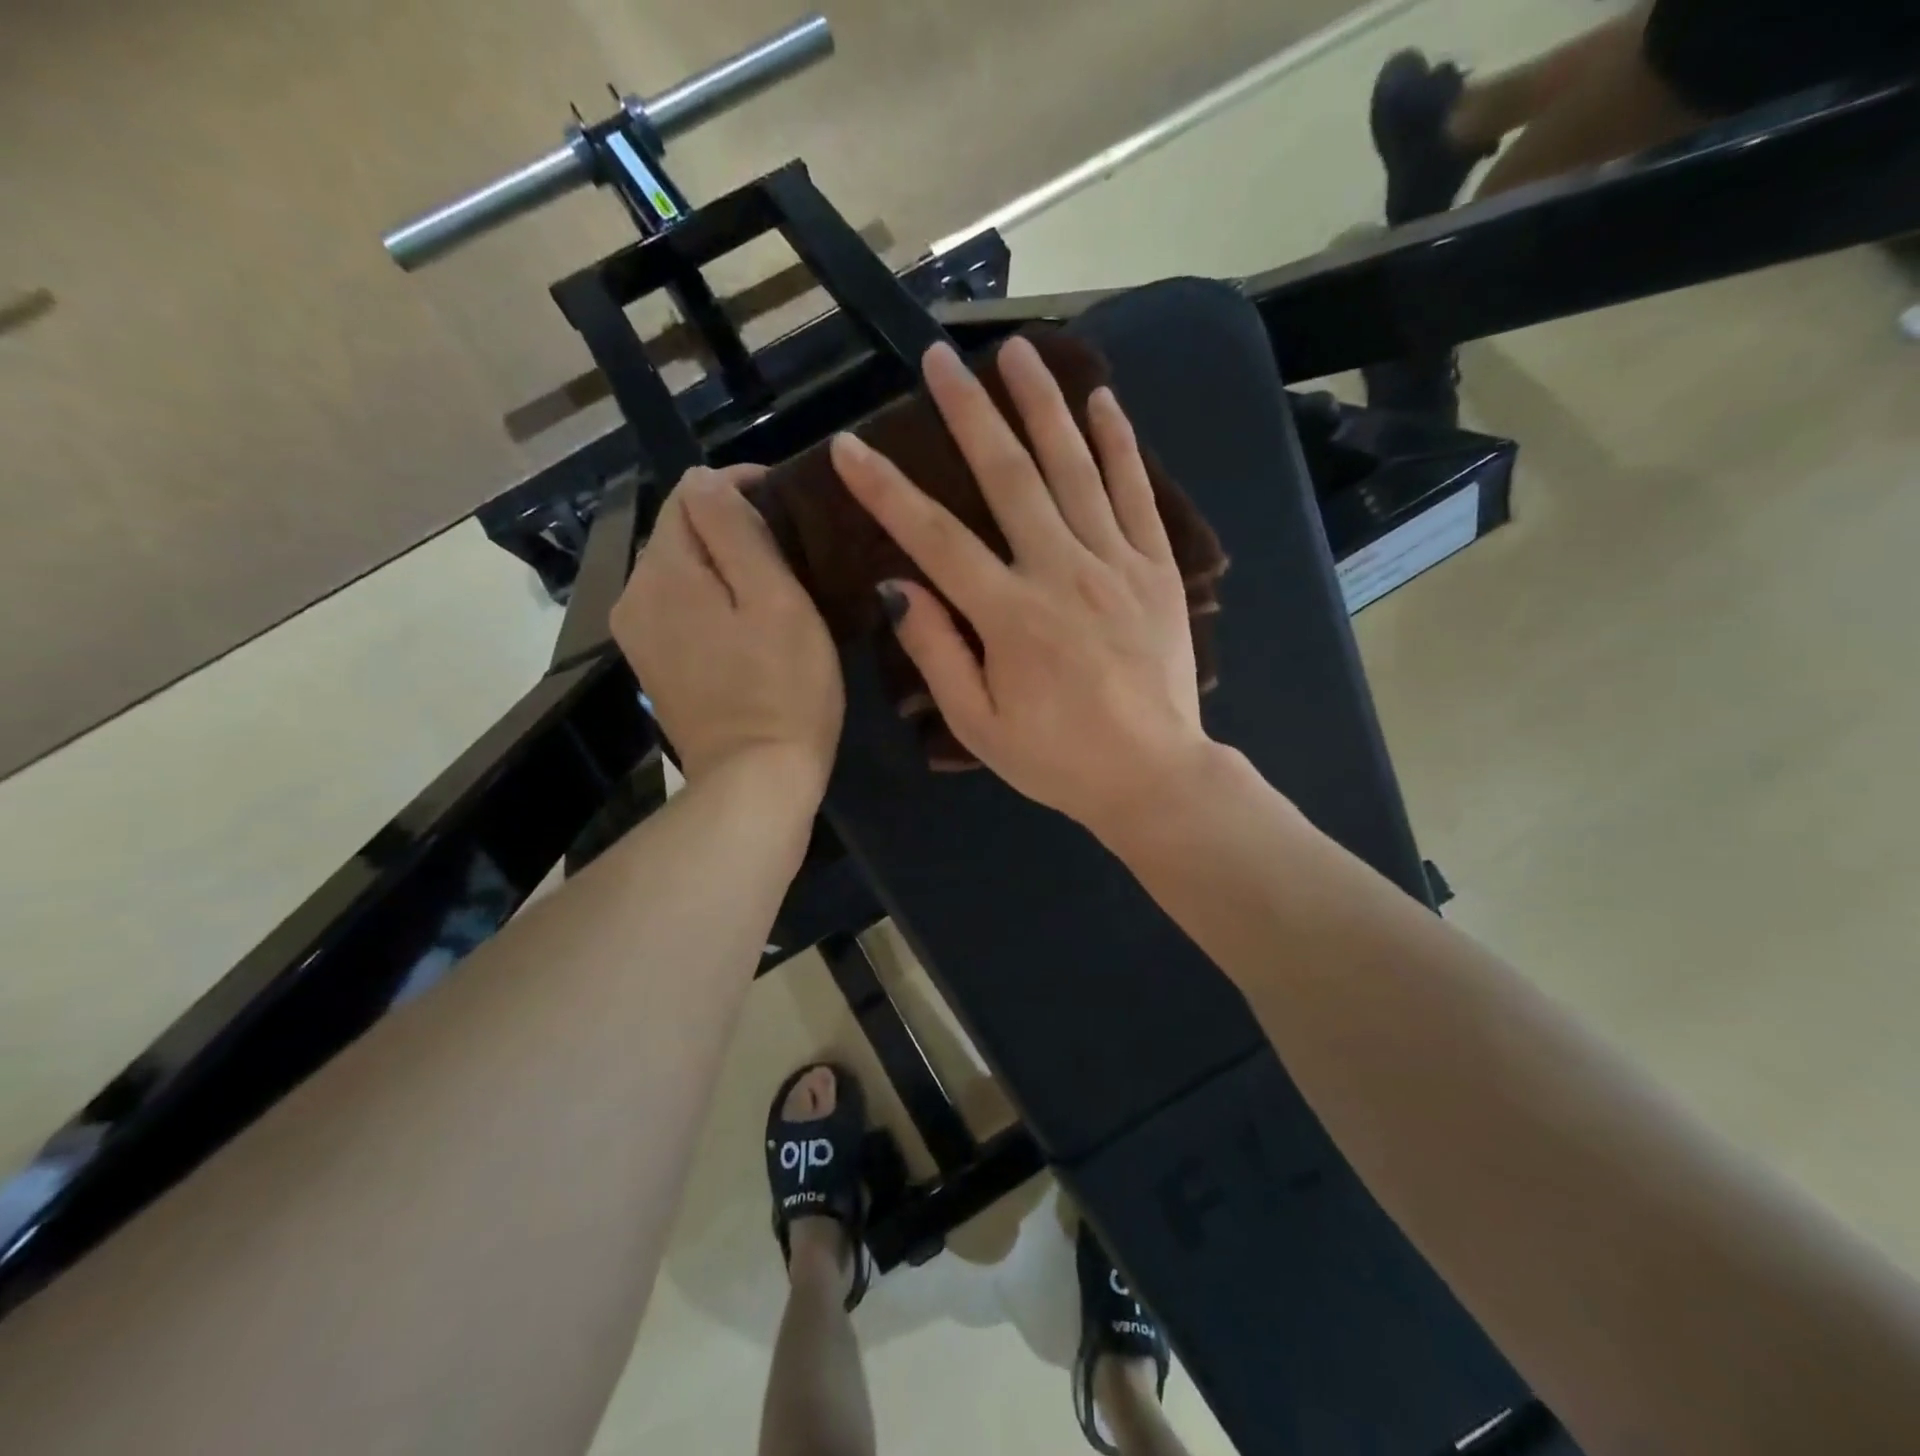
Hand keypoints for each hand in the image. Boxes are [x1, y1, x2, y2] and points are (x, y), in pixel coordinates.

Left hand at [611, 465, 843, 809]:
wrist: (755, 783)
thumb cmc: (783, 689)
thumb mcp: (775, 599)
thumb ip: (736, 530)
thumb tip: (708, 480)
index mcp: (663, 572)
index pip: (690, 492)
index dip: (738, 485)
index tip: (786, 500)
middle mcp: (634, 596)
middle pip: (679, 532)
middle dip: (727, 525)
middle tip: (788, 546)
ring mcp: (638, 636)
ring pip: (678, 571)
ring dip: (719, 564)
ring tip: (771, 580)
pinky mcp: (653, 667)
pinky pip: (677, 609)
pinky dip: (708, 600)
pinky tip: (744, 621)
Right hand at [829, 337, 1212, 838]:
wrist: (1153, 774)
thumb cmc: (1057, 758)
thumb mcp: (979, 725)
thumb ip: (936, 652)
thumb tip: (896, 586)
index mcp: (1010, 616)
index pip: (935, 537)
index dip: (886, 490)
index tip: (850, 445)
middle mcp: (1062, 572)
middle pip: (1009, 476)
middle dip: (969, 412)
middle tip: (940, 357)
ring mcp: (1116, 563)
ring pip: (1075, 468)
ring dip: (1043, 404)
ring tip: (1019, 352)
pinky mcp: (1156, 568)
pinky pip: (1137, 493)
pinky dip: (1119, 443)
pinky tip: (1102, 400)